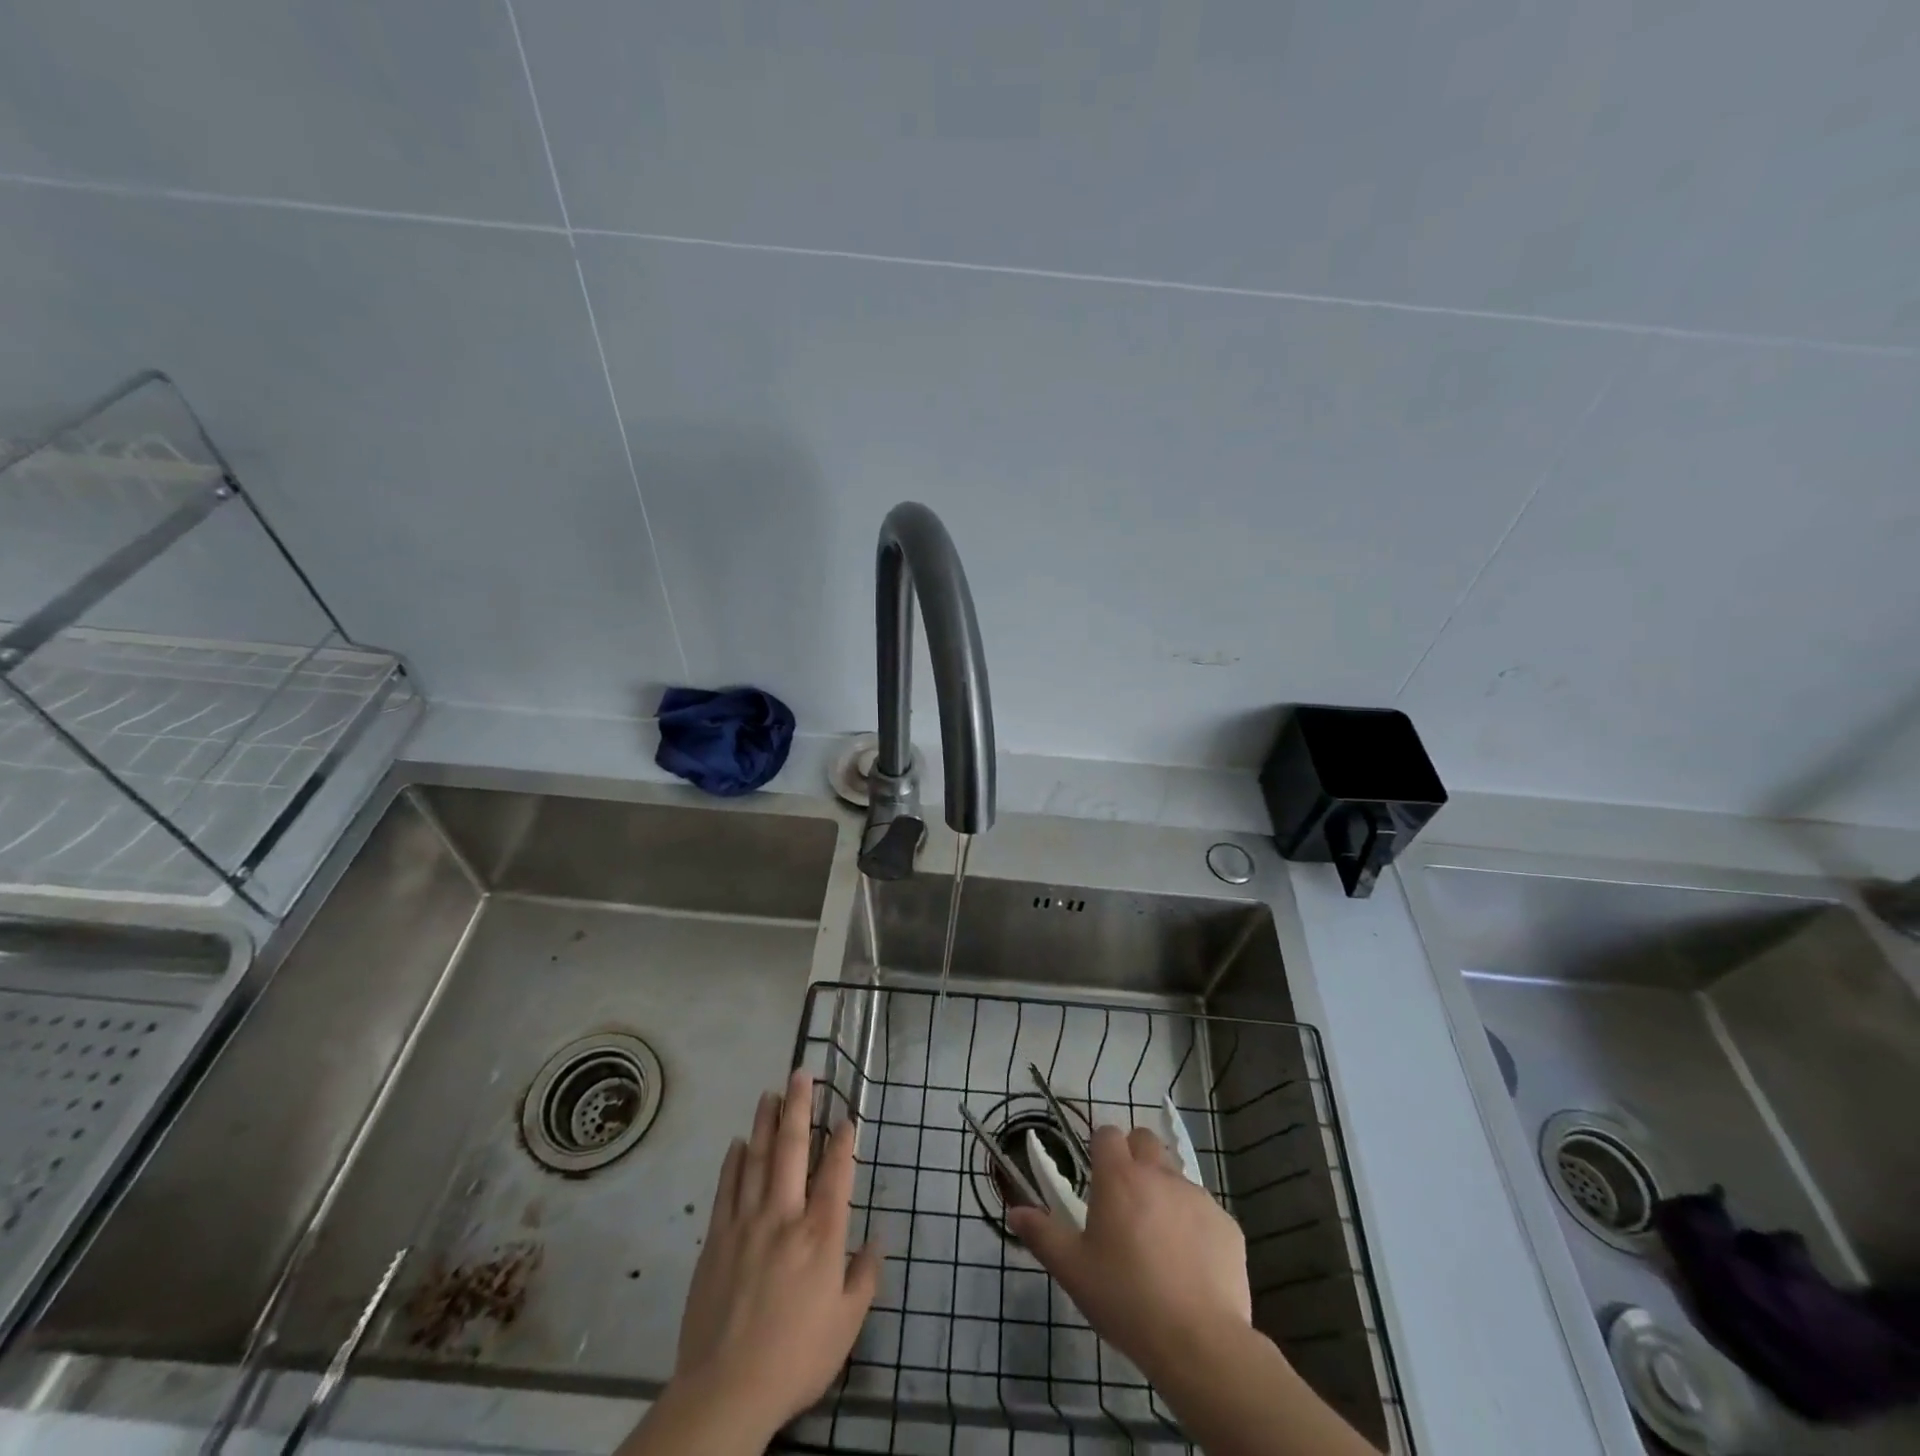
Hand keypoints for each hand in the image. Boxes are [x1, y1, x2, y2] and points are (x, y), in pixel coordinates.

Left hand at [620, 1070, 880, 1455]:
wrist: (725, 1391)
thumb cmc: (795, 1358)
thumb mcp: (846, 1326)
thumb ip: (865, 1277)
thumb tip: (878, 1240)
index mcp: (821, 1234)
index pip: (836, 1173)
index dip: (843, 1141)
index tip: (846, 1116)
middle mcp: (785, 1215)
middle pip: (792, 1148)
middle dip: (799, 1107)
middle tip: (801, 1074)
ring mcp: (746, 1223)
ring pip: (756, 1158)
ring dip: (764, 1122)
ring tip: (770, 1093)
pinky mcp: (716, 1239)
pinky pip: (726, 1188)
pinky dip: (733, 1161)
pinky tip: (738, 1143)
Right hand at [1008, 1122, 1250, 1382]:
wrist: (1199, 1343)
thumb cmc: (1126, 1300)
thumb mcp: (1072, 1270)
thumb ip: (1041, 1234)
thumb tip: (1015, 1211)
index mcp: (1119, 1177)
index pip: (1107, 1134)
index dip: (1100, 1148)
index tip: (1096, 1176)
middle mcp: (1159, 1174)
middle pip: (1145, 1141)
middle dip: (1134, 1157)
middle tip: (1125, 1199)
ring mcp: (1198, 1197)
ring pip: (1176, 1176)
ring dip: (1164, 1192)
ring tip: (1158, 1239)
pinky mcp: (1227, 1225)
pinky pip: (1205, 1211)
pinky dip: (1194, 1226)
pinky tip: (1190, 1266)